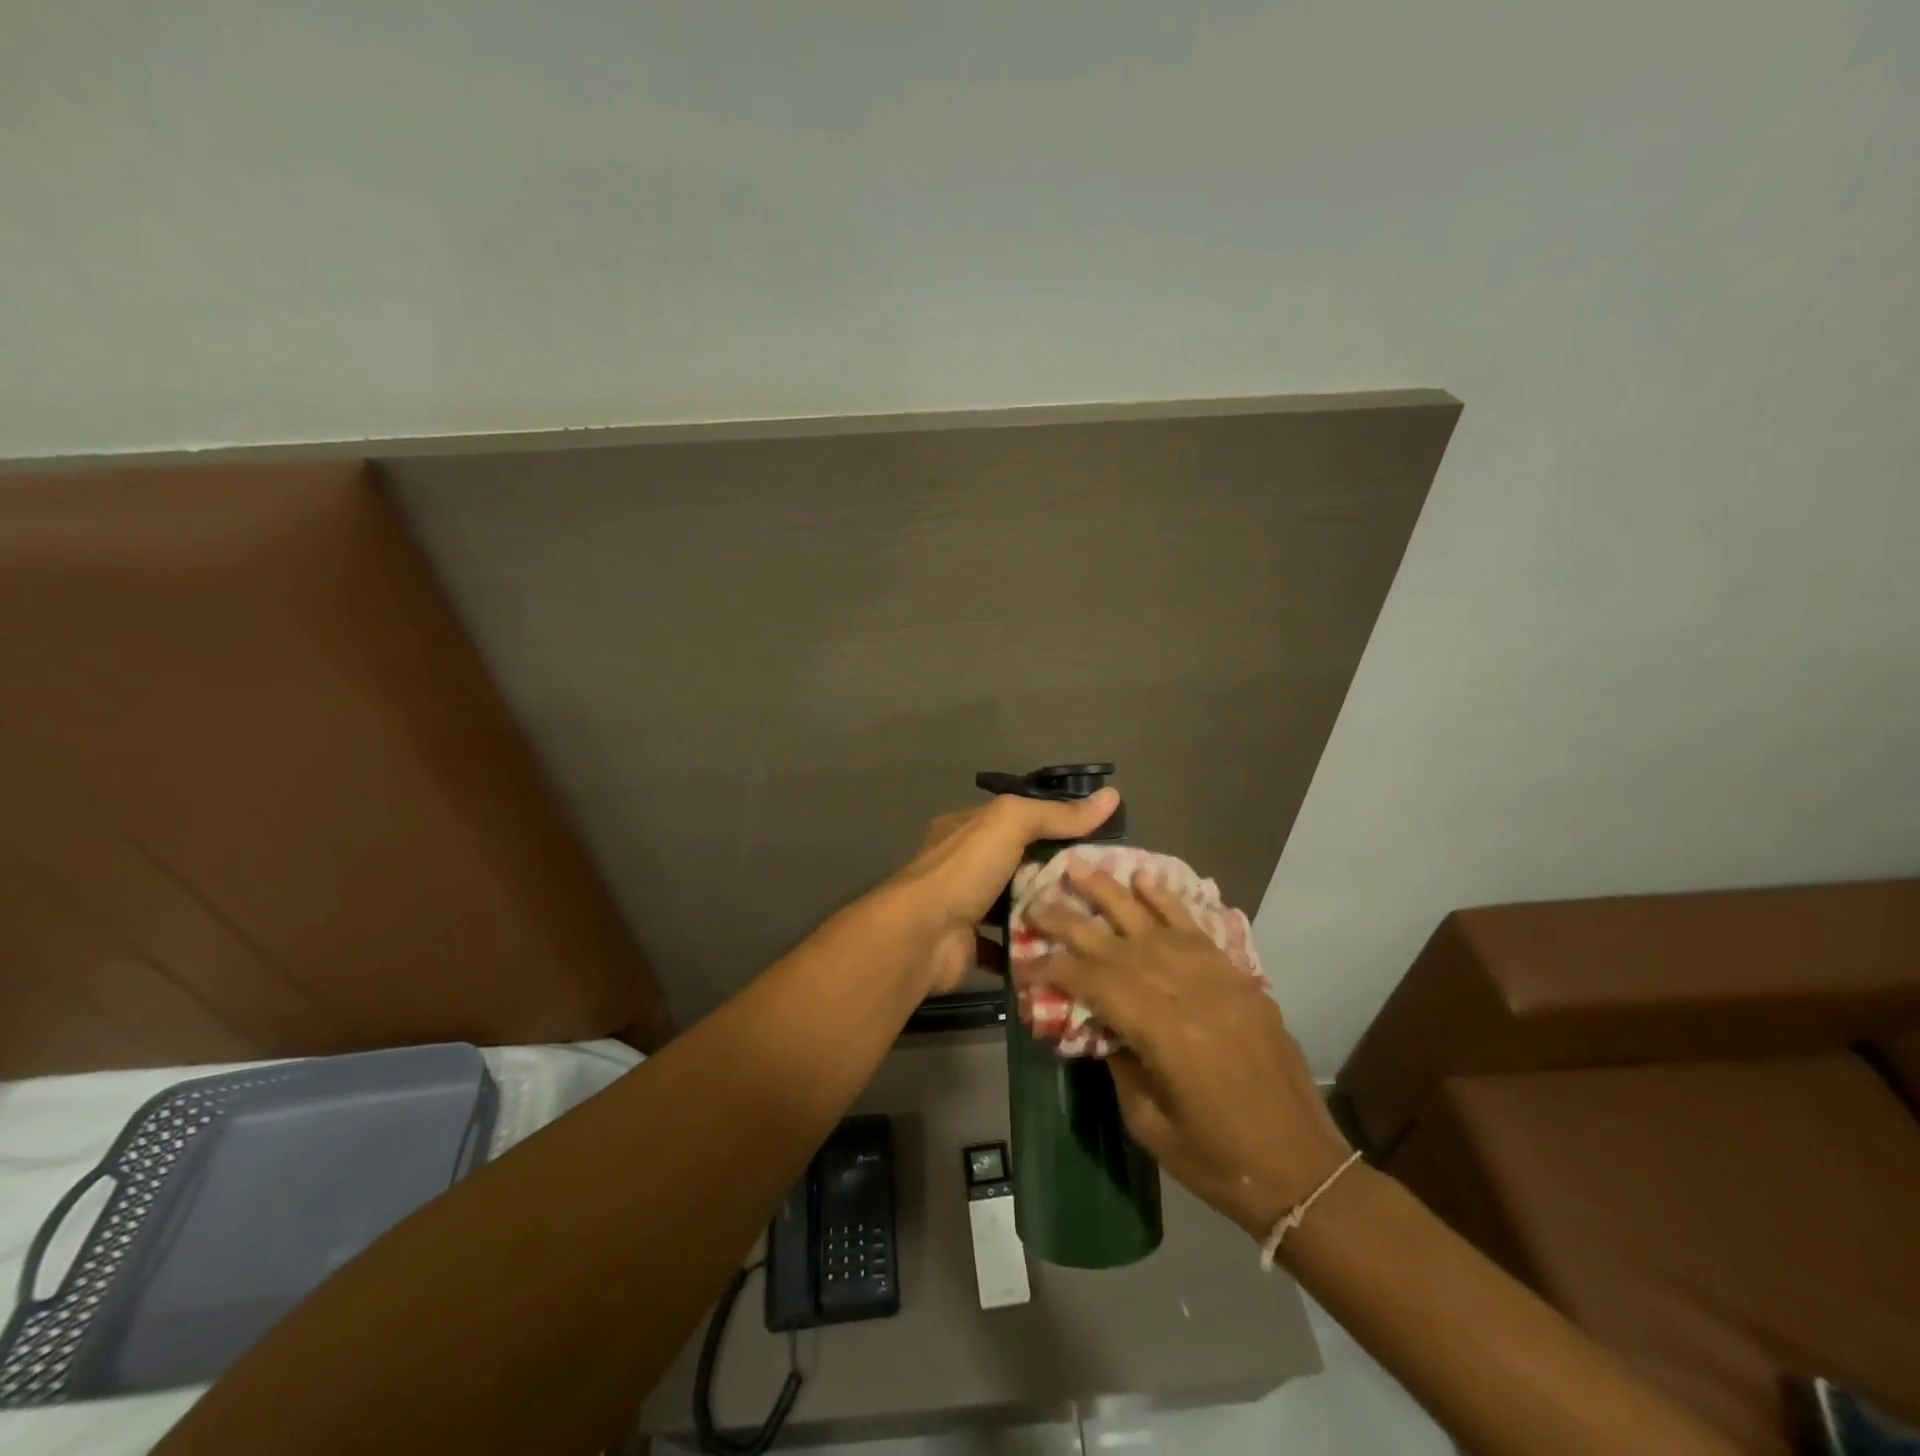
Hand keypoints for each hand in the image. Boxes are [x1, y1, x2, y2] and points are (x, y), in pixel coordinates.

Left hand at [888, 789, 1120, 991]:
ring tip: (1092, 919)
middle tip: (1101, 886)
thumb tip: (1110, 796)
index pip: (1017, 820)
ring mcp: (963, 907)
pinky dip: (1029, 948)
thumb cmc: (964, 870)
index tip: (1096, 842)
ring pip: (1013, 907)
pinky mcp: (968, 946)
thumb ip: (1056, 813)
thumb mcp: (1010, 824)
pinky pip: (1006, 946)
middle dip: (1054, 874)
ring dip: (1044, 912)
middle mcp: (962, 865)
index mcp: (966, 829)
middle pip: (1018, 864)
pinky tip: (1063, 950)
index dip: (1055, 826)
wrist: (921, 936)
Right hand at [1016, 867, 1352, 1238]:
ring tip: (1080, 866)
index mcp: (1163, 1032)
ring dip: (1113, 893)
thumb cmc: (1218, 1159)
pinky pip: (1197, 929)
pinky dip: (1168, 901)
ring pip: (1154, 924)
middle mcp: (1187, 992)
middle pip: (1117, 945)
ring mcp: (1217, 978)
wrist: (1303, 1168)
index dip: (1056, 969)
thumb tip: (1096, 1022)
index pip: (1096, 983)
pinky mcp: (1237, 977)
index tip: (1027, 960)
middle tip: (1036, 897)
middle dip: (1071, 920)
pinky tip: (1144, 879)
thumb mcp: (1149, 1123)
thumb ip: (1118, 1062)